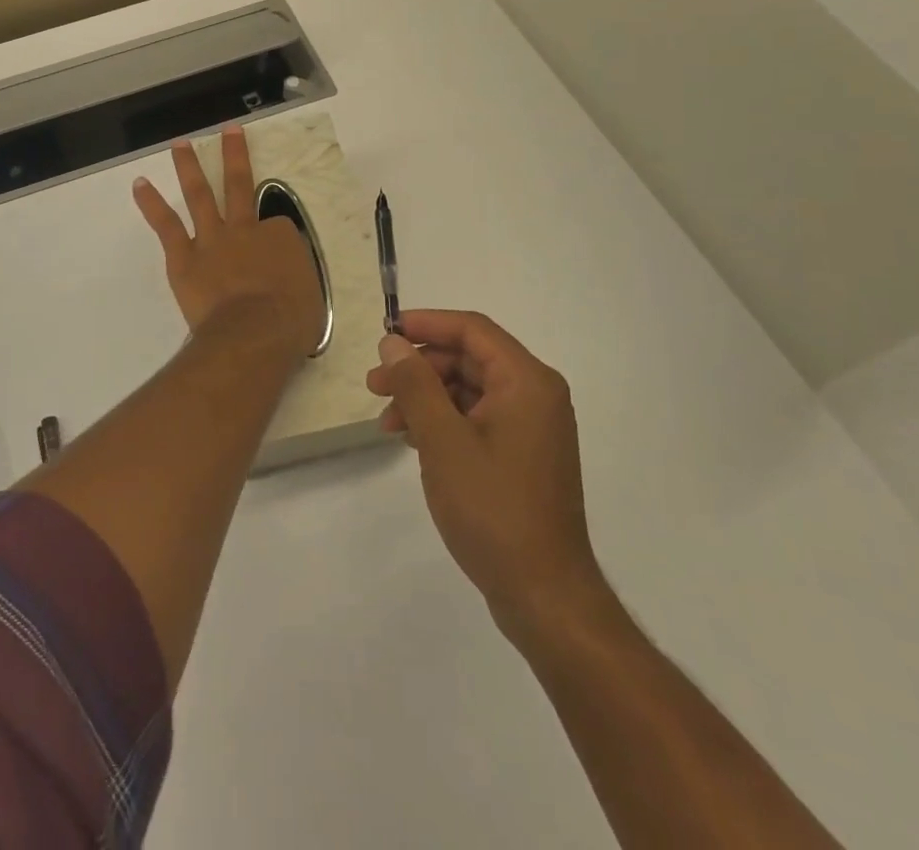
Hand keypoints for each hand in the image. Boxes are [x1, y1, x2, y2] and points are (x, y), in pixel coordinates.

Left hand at [133, 127, 325, 357]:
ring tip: (179, 145)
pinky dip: (152, 203)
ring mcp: (213, 239)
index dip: (276, 240)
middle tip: (228, 129)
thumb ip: (295, 282)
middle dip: (235, 154)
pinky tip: (139, 185)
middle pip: (239, 185)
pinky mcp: (184, 257)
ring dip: (189, 167)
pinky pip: (166, 225)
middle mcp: (246, 229)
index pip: (279, 227)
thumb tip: (286, 285)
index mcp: (282, 238)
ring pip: (200, 195)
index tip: (277, 261)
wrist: (254, 333)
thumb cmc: (290, 323)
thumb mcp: (310, 299)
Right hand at [367, 310, 604, 637]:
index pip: (472, 329)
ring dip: (425, 397)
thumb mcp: (443, 440)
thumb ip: (415, 384)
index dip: (426, 324)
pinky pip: (477, 418)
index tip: (385, 333)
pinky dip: (442, 421)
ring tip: (387, 421)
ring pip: (469, 390)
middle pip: (469, 359)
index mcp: (527, 381)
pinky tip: (412, 440)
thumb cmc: (493, 509)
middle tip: (374, 384)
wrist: (544, 595)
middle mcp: (535, 395)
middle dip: (419, 367)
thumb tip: (394, 342)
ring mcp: (531, 427)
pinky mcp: (522, 455)